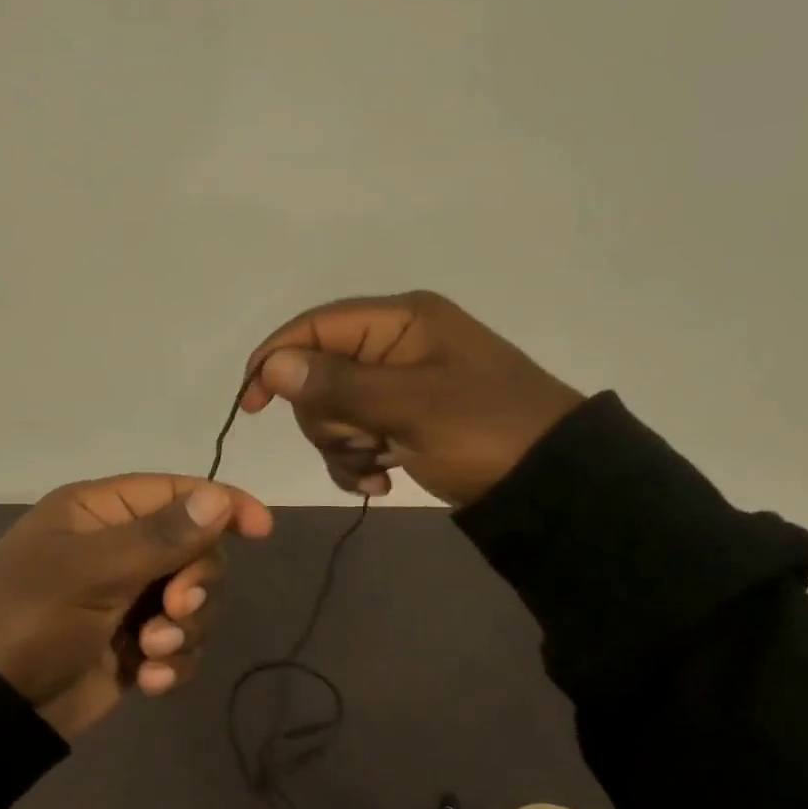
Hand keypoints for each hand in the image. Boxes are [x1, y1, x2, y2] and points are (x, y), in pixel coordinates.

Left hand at [0, 474, 272, 739]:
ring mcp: (128, 598)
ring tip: (151, 652)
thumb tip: (219, 497)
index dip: (222, 505)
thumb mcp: (91, 571)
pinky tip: (151, 681)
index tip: (262, 529)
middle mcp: (119, 547)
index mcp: (101, 511)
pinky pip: (181, 642)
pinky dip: (174, 661)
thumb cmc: (30, 617)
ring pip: (195, 600)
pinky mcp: (135, 644)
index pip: (177, 492)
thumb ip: (160, 536)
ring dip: (185, 629)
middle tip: (173, 611)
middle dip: (195, 584)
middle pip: (196, 550)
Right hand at [239, 291, 583, 506]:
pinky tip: (380, 483)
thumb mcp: (410, 406)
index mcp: (401, 321)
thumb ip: (337, 384)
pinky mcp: (403, 419)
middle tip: (361, 442)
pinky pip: (354, 435)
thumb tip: (272, 367)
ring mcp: (399, 384)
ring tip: (376, 467)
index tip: (252, 405)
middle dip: (327, 417)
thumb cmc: (485, 432)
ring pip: (332, 410)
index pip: (316, 326)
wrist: (555, 487)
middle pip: (318, 373)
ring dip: (343, 446)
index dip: (276, 359)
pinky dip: (357, 461)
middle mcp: (395, 344)